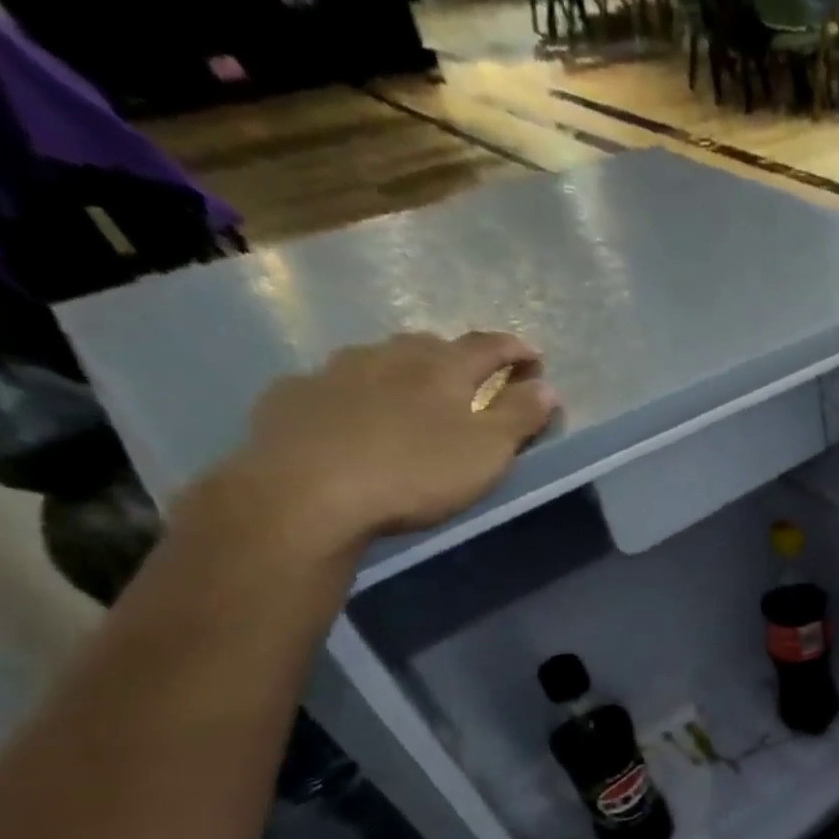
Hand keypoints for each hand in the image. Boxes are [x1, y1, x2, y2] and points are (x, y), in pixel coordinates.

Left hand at [191, 331, 557, 558]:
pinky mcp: (292, 397)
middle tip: (471, 380)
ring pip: (378, 360)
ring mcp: (334, 372)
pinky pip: (333, 385)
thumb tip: (546, 385)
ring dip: (402, 371)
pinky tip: (353, 418)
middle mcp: (388, 357)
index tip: (534, 358)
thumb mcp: (486, 452)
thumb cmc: (415, 472)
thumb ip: (519, 417)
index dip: (514, 350)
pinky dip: (355, 394)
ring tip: (411, 396)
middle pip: (429, 345)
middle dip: (456, 358)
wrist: (305, 493)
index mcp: (441, 369)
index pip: (487, 346)